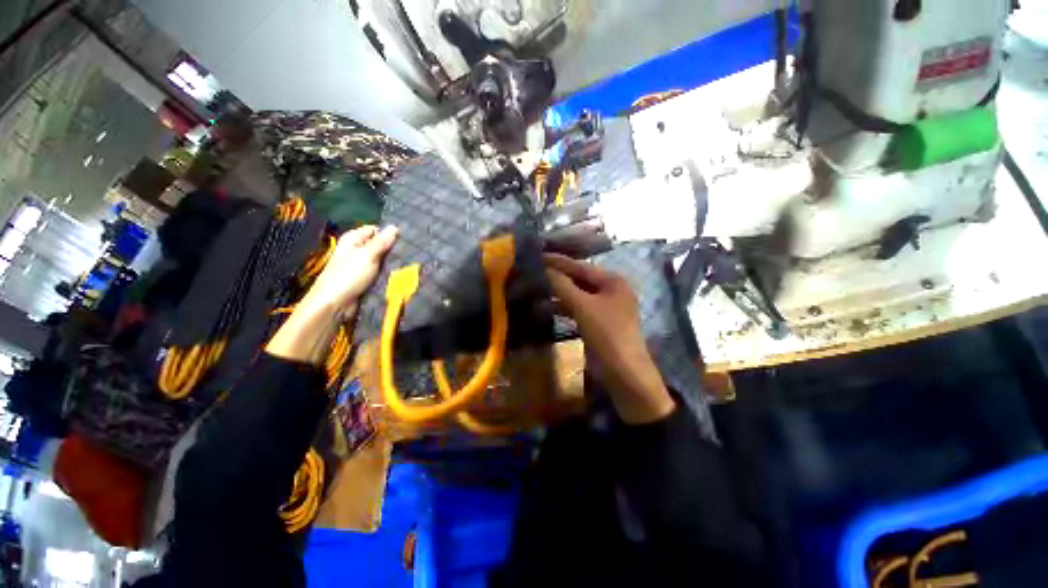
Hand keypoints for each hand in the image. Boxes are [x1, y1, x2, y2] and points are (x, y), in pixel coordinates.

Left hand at [268, 225, 396, 364]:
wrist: (335, 304)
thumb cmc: (348, 276)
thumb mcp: (367, 255)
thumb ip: (381, 241)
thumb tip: (394, 226)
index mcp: (353, 239)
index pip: (375, 230)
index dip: (389, 233)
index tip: (405, 240)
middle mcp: (356, 250)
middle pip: (378, 244)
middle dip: (392, 249)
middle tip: (410, 252)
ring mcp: (360, 265)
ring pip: (381, 259)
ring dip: (392, 262)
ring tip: (409, 263)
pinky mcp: (365, 278)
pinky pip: (380, 271)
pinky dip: (388, 272)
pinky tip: (400, 273)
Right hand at [544, 254, 674, 423]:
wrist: (624, 372)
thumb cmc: (607, 333)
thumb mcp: (583, 306)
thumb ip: (563, 285)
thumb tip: (545, 269)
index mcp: (612, 281)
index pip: (581, 266)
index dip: (559, 262)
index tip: (538, 255)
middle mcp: (611, 290)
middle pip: (580, 279)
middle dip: (558, 276)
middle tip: (535, 271)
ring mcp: (605, 308)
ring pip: (578, 295)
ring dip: (559, 293)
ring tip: (537, 287)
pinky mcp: (598, 323)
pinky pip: (579, 309)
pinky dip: (564, 307)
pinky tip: (548, 307)